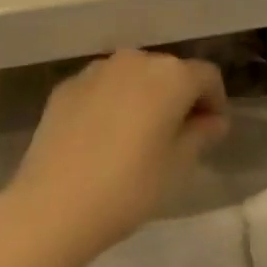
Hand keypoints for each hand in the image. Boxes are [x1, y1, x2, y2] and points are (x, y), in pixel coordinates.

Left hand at [4, 50, 228, 260]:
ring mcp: (96, 70)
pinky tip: (103, 138)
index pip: (207, 77)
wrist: (52, 206)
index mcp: (171, 75)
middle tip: (177, 136)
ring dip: (144, 97)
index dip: (215, 102)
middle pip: (169, 71)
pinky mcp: (66, 87)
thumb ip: (201, 134)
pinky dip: (111, 103)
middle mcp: (135, 60)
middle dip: (179, 97)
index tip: (211, 132)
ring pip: (133, 77)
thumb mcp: (178, 166)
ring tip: (137, 137)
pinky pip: (102, 88)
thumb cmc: (129, 187)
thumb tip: (213, 121)